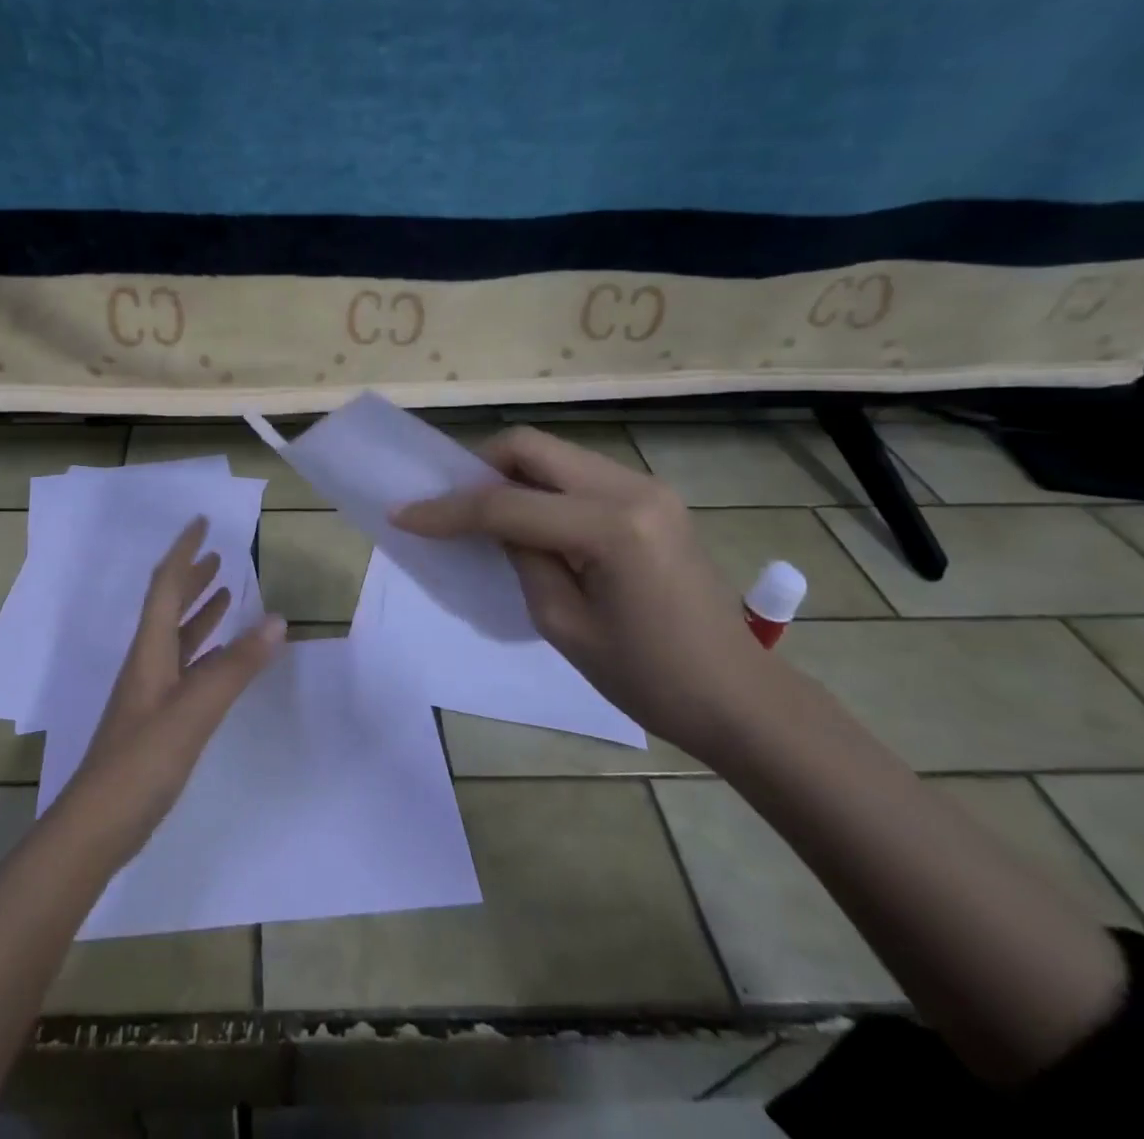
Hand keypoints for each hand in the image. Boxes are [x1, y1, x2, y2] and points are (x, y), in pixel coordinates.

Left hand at [55, 516, 286, 862]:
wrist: (100, 824)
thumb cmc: (143, 759)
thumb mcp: (195, 709)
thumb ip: (236, 666)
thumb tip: (277, 620)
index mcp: (150, 650)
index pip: (165, 586)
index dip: (182, 552)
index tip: (200, 523)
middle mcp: (148, 663)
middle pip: (168, 606)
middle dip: (191, 577)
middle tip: (217, 556)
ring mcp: (152, 693)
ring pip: (178, 638)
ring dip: (200, 612)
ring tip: (226, 593)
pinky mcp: (159, 719)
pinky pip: (186, 669)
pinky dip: (206, 651)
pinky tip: (224, 656)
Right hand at [390, 427, 780, 758]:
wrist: (738, 697)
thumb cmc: (650, 678)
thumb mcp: (563, 625)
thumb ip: (521, 558)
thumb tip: (496, 525)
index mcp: (611, 527)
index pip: (507, 504)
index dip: (448, 510)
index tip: (404, 514)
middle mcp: (631, 488)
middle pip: (531, 446)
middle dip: (479, 468)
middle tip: (451, 504)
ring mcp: (647, 487)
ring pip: (554, 453)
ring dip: (511, 476)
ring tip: (486, 516)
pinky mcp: (652, 497)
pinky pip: (578, 474)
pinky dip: (542, 488)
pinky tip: (532, 523)